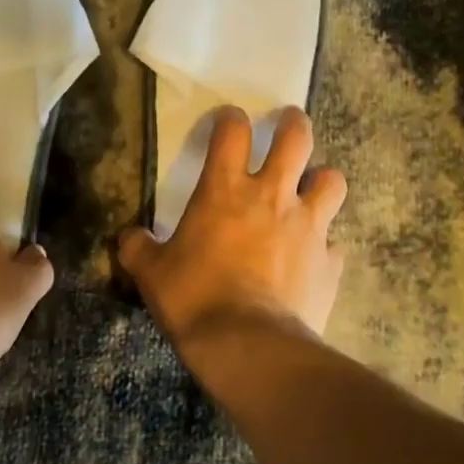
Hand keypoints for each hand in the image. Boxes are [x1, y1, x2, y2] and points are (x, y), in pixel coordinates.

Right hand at [119, 106, 346, 340]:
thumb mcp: (151, 273)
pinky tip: (314, 256)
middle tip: (288, 123)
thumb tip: (128, 238)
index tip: (229, 120)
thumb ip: (138, 248)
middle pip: (296, 139)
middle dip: (293, 124)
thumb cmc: (194, 298)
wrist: (247, 345)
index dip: (230, 118)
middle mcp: (272, 196)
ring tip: (313, 188)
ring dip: (322, 180)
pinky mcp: (329, 261)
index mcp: (225, 189)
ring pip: (332, 181)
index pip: (232, 131)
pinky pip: (335, 242)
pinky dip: (325, 244)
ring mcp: (308, 226)